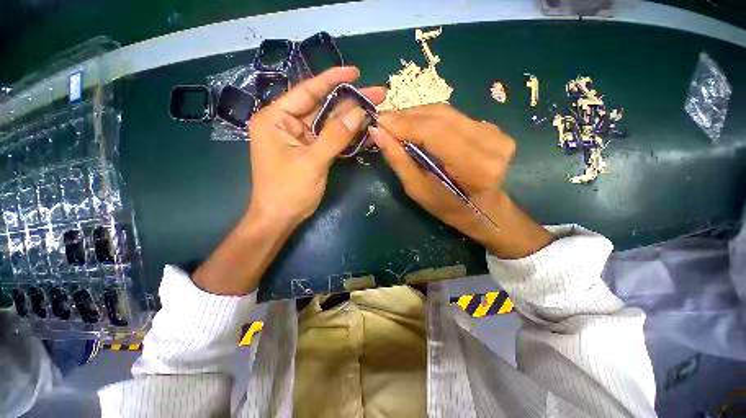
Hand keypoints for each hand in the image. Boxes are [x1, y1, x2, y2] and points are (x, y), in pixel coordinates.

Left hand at [248, 67, 385, 226]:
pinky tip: (365, 131)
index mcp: (276, 118)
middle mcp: (287, 123)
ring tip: (376, 110)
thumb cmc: (288, 190)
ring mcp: (301, 139)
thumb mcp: (312, 161)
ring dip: (352, 119)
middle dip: (350, 102)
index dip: (332, 80)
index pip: (307, 91)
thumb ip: (335, 136)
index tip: (356, 72)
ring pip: (330, 124)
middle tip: (377, 95)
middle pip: (323, 107)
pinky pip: (331, 139)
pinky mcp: (312, 152)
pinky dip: (347, 137)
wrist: (281, 218)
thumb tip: (359, 113)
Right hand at [370, 104, 551, 257]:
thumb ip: (399, 160)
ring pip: (445, 112)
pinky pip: (453, 115)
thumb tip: (377, 132)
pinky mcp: (492, 127)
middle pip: (439, 116)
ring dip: (416, 115)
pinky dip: (429, 118)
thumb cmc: (448, 207)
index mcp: (474, 166)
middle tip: (383, 121)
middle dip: (406, 116)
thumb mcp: (418, 190)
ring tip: (395, 123)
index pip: (433, 131)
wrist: (484, 208)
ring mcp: (495, 132)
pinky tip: (415, 125)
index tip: (378, 122)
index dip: (403, 123)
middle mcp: (490, 143)